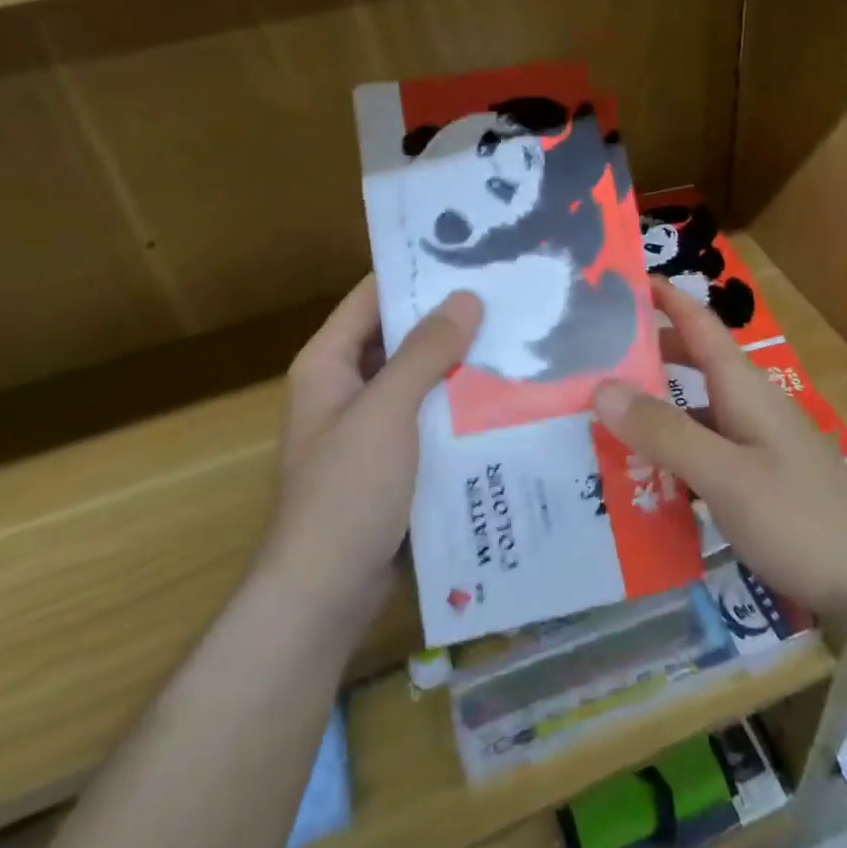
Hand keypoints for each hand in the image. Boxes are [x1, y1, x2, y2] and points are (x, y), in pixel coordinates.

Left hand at [264, 277, 482, 630]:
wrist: (325, 594)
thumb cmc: (347, 492)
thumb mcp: (386, 412)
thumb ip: (424, 352)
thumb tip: (466, 296)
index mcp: (328, 362)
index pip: (373, 295)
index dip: (417, 272)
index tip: (473, 253)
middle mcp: (346, 386)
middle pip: (400, 336)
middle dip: (450, 319)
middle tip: (511, 296)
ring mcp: (370, 426)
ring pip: (420, 378)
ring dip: (460, 363)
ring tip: (520, 339)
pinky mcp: (393, 461)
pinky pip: (430, 417)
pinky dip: (459, 405)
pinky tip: (506, 397)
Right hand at [591, 279, 846, 618]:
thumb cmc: (802, 520)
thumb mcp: (726, 475)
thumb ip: (666, 432)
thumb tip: (602, 386)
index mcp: (744, 387)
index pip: (698, 322)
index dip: (662, 297)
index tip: (617, 282)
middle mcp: (749, 405)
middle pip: (692, 363)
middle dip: (645, 354)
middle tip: (588, 359)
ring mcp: (756, 444)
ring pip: (695, 411)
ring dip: (653, 410)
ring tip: (599, 419)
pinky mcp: (758, 480)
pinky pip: (704, 452)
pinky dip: (670, 454)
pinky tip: (640, 480)